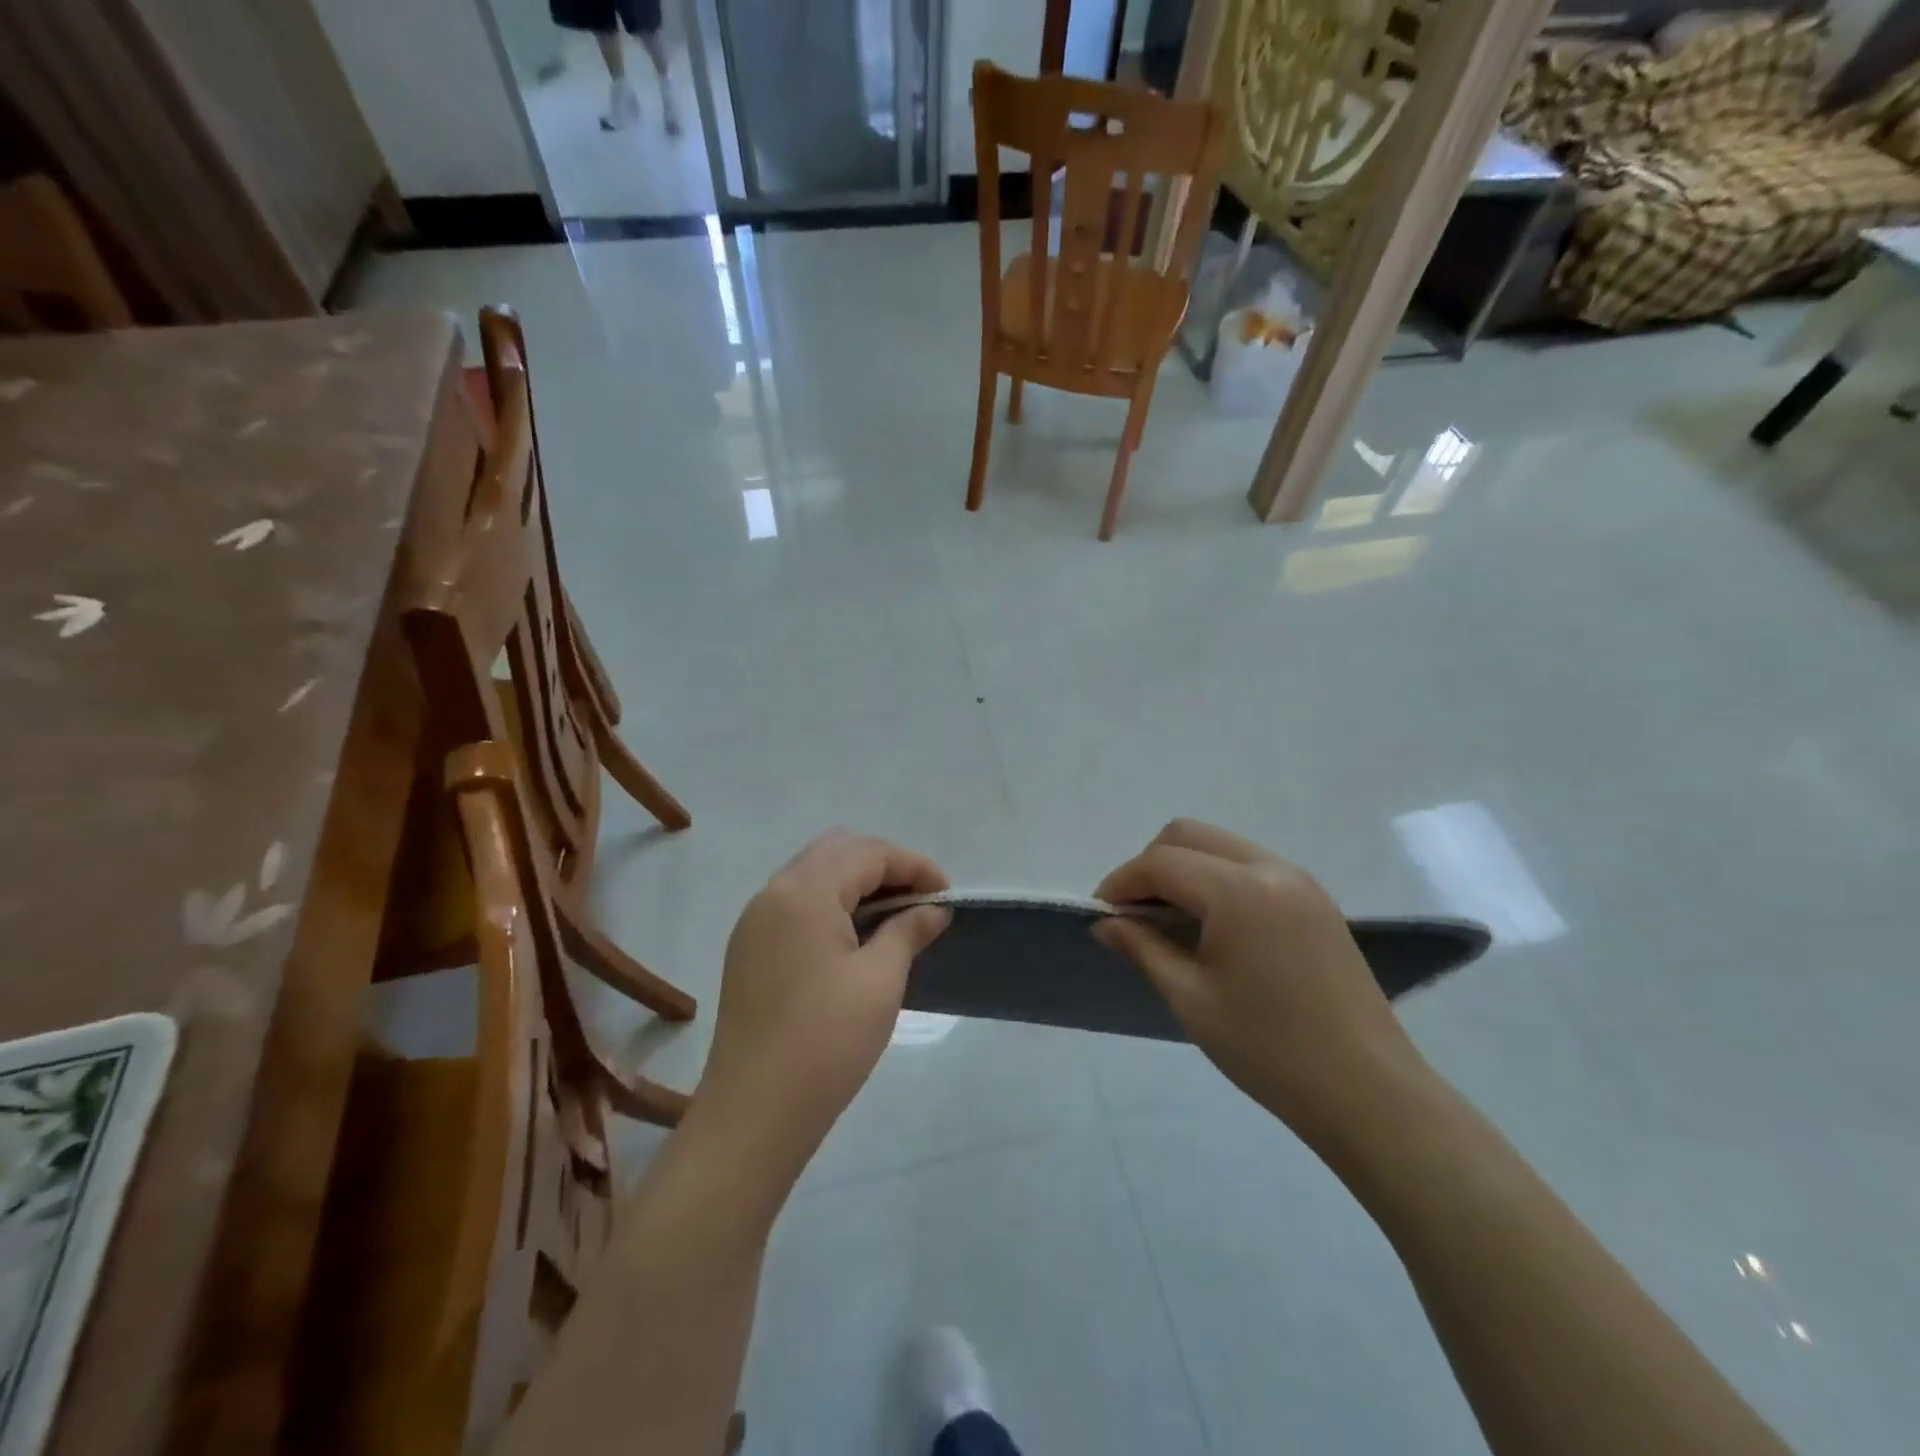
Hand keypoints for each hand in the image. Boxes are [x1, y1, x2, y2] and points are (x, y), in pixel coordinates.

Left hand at [692, 832, 950, 1180]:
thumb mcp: (880, 981)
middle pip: (838, 852)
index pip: (868, 854)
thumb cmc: (826, 1041)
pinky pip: (797, 903)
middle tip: (921, 900)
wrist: (754, 1113)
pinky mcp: (749, 948)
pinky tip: (856, 936)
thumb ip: (908, 931)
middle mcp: (774, 892)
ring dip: (857, 883)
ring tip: (895, 916)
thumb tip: (934, 909)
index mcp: (804, 891)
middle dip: (885, 866)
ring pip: (814, 874)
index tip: (947, 895)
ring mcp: (755, 920)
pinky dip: (831, 903)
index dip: (914, 866)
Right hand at [1095, 819, 1427, 1148]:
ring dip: (1184, 868)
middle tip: (1134, 914)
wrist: (1368, 1092)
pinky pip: (1249, 865)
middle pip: (1189, 835)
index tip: (1101, 915)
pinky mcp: (1315, 898)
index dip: (1121, 882)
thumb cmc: (1269, 1050)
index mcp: (1238, 891)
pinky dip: (1216, 878)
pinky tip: (1211, 925)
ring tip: (1168, 920)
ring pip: (1220, 845)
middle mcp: (1270, 868)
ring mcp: (1299, 880)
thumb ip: (1142, 948)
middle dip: (1150, 865)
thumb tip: (1105, 923)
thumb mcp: (1191, 999)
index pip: (1161, 862)